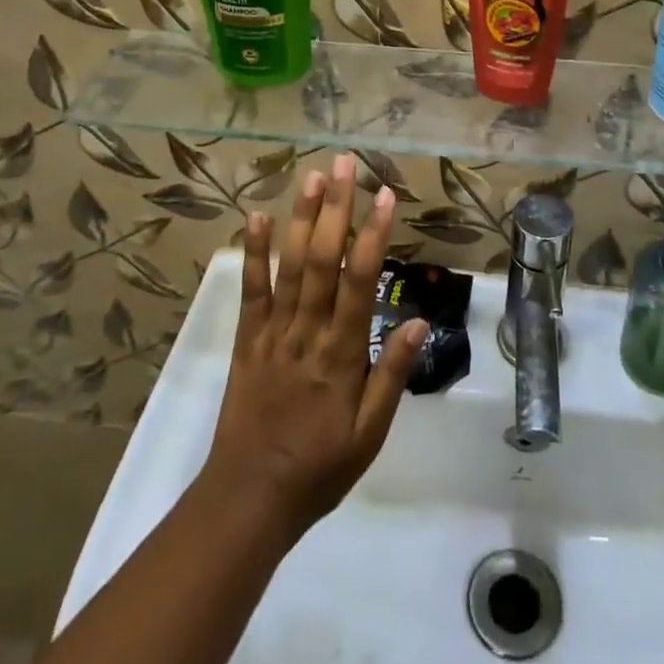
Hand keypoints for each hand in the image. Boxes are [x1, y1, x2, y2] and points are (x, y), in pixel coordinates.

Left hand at [200, 154, 425, 540]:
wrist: (249, 499)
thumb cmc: (320, 467)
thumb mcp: (371, 434)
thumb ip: (393, 374)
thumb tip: (417, 320)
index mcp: (341, 354)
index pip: (360, 282)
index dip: (373, 235)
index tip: (385, 195)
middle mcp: (307, 332)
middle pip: (322, 260)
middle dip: (335, 208)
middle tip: (344, 164)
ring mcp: (272, 332)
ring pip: (289, 266)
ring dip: (301, 218)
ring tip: (312, 176)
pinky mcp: (246, 339)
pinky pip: (251, 290)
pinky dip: (254, 253)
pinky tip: (257, 217)